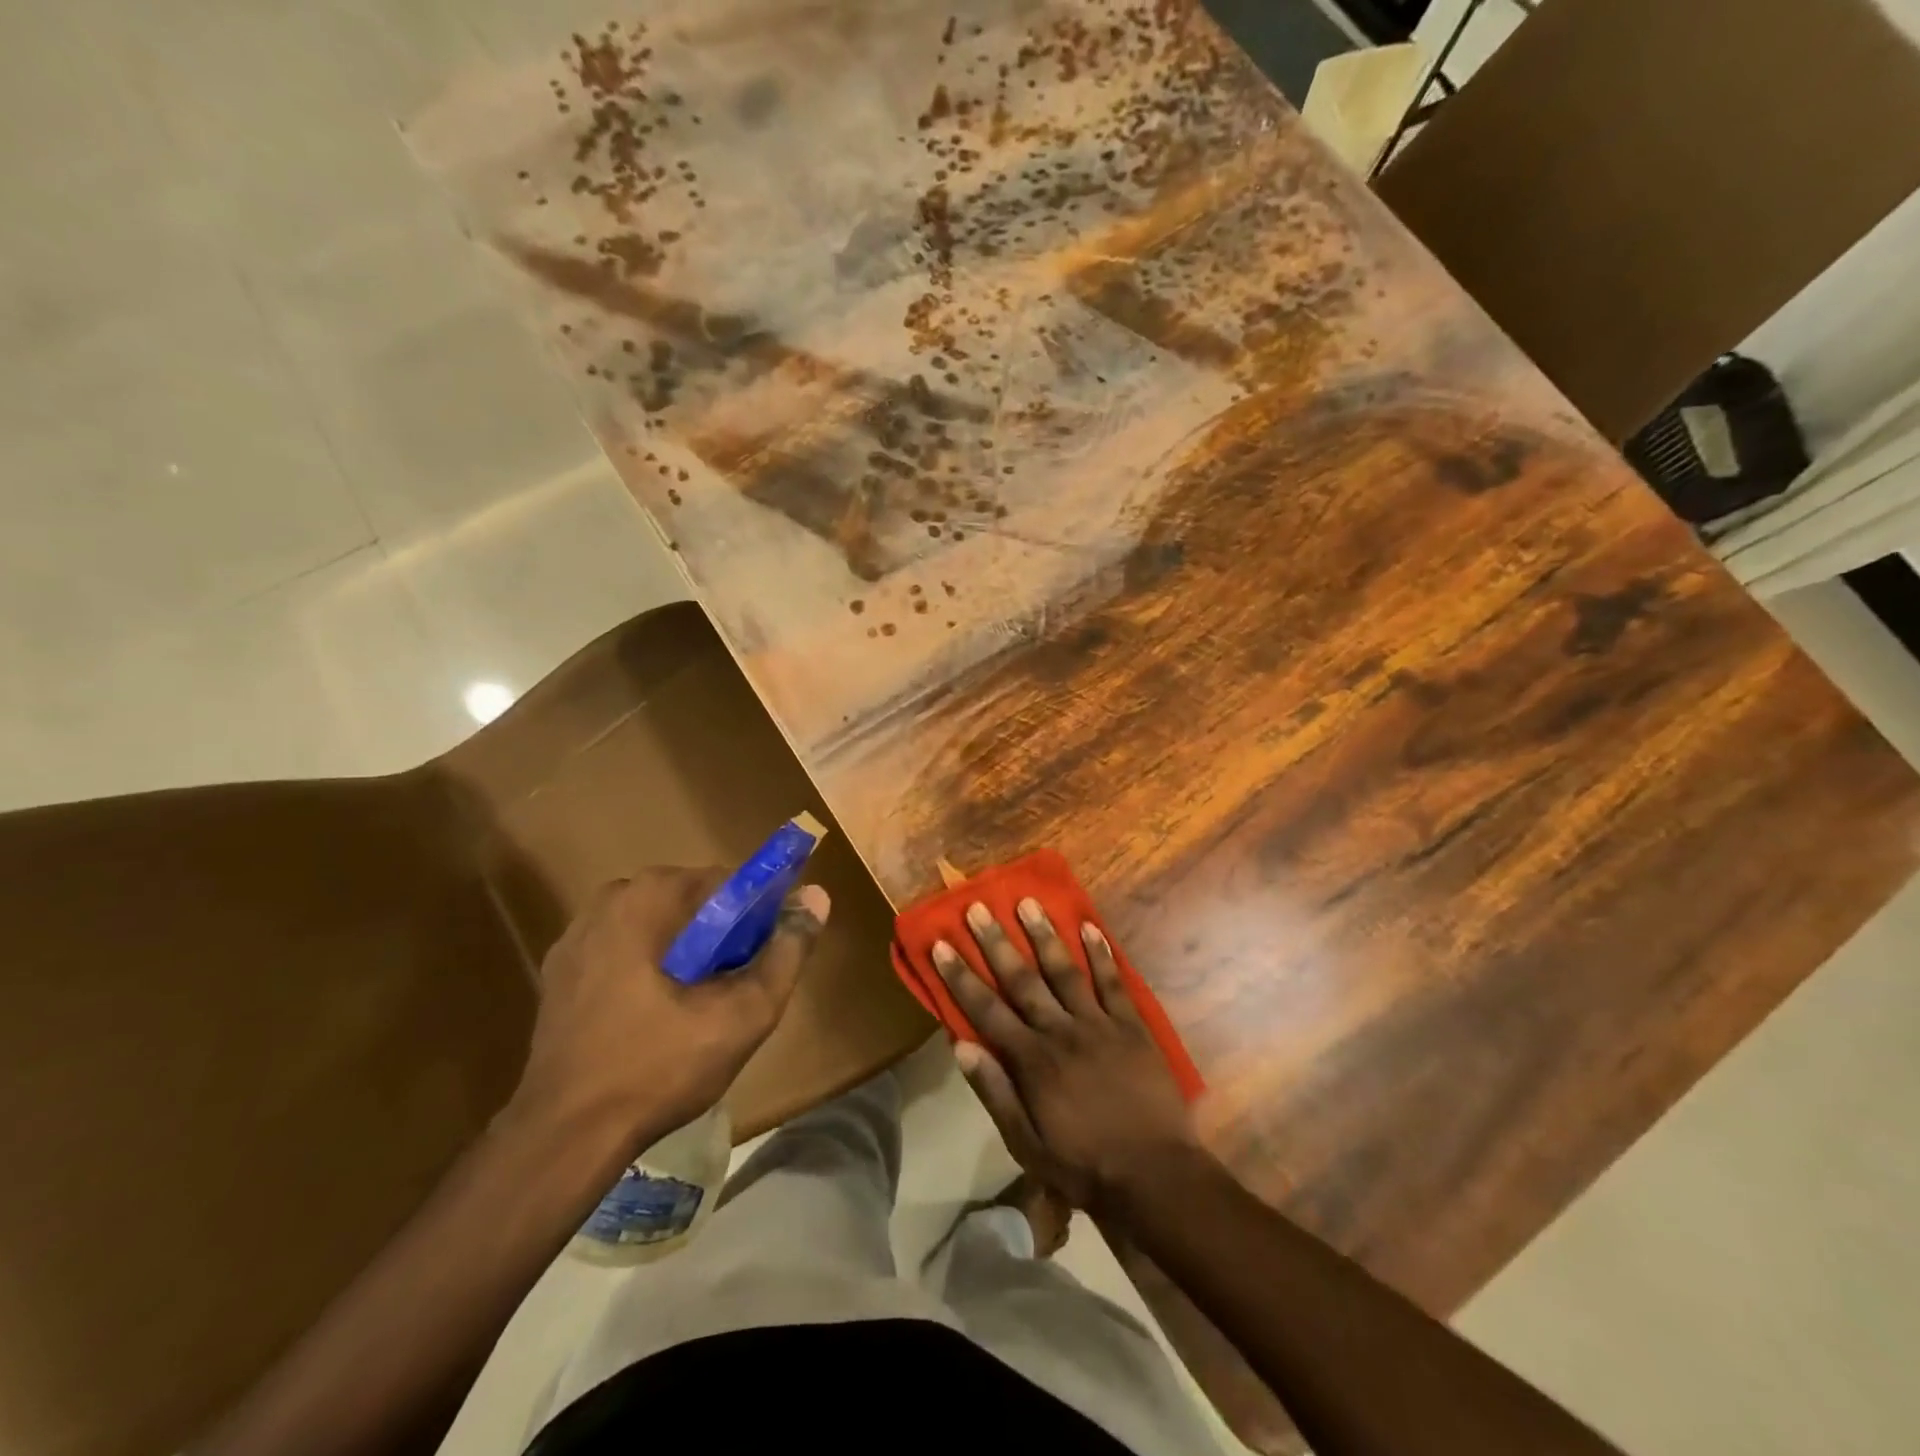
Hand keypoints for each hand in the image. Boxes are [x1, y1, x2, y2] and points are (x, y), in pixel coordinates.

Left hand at [514, 868, 828, 1145]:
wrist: (563, 1138)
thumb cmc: (659, 1067)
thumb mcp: (743, 1014)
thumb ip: (787, 951)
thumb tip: (818, 896)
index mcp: (649, 896)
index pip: (728, 883)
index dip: (759, 916)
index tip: (767, 956)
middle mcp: (609, 899)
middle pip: (692, 902)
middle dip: (722, 935)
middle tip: (736, 987)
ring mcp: (577, 934)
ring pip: (659, 926)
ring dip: (686, 951)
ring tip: (699, 1005)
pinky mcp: (559, 970)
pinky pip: (625, 949)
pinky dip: (649, 967)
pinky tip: (655, 1015)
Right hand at [934, 898, 1202, 1211]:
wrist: (1154, 1175)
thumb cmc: (1083, 1164)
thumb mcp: (1026, 1143)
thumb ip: (994, 1092)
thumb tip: (959, 1046)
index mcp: (1032, 1060)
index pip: (986, 1010)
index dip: (961, 976)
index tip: (942, 944)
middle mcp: (1061, 1031)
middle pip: (1022, 980)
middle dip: (997, 943)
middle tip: (978, 907)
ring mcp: (1099, 1024)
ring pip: (1065, 971)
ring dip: (1045, 935)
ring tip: (1028, 902)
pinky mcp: (1131, 1026)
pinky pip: (1113, 982)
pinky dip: (1101, 954)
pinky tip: (1089, 927)